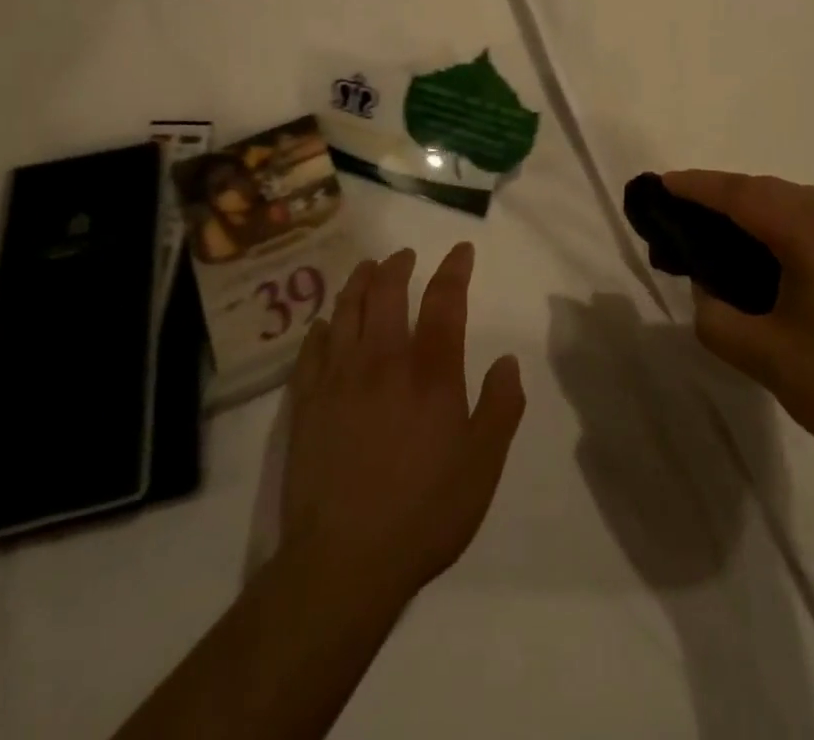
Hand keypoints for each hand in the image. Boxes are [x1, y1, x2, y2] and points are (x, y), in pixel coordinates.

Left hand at [281, 243, 526, 607]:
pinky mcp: (307, 404)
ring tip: (366, 269)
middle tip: (404, 256)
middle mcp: (382, 360)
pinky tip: (324, 325)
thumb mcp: (483, 465)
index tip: (461, 250)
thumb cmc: (425, 512)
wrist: (344, 563)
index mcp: (430, 371)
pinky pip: (311, 350)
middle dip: (397, 265)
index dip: (454, 269)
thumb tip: (506, 360)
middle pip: (386, 292)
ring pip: (346, 311)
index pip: (444, 300)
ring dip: (358, 282)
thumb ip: (501, 406)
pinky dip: (321, 328)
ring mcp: (339, 379)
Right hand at [665, 170, 813, 486]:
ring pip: (800, 201)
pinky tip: (779, 254)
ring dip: (759, 206)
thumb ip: (715, 317)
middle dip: (724, 194)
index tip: (662, 184)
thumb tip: (708, 291)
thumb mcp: (763, 357)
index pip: (742, 195)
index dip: (698, 186)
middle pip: (770, 190)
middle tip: (686, 210)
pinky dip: (790, 222)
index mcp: (813, 234)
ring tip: (726, 230)